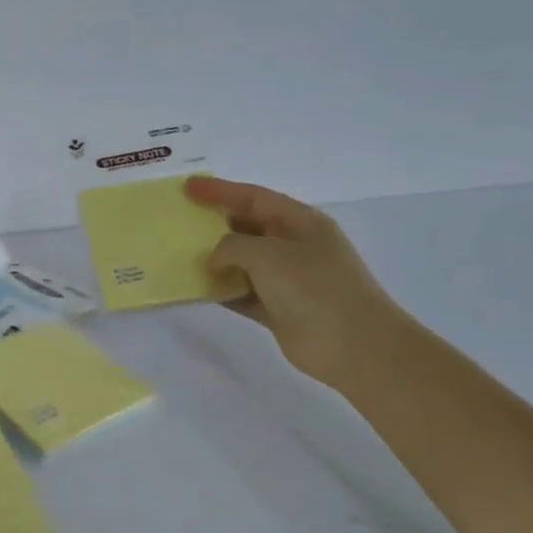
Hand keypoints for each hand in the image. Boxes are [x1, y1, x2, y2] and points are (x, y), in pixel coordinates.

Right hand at [185, 175, 408, 387]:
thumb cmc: (313, 287)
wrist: (354, 345)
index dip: (219, 190)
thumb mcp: (267, 254)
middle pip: (247, 227)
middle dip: (214, 223)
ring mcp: (288, 279)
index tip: (187, 187)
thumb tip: (216, 260)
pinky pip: (242, 293)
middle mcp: (294, 246)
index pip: (253, 197)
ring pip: (242, 262)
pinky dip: (221, 291)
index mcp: (300, 222)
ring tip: (179, 255)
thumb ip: (231, 247)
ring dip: (214, 260)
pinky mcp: (279, 309)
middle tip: (179, 220)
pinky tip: (196, 290)